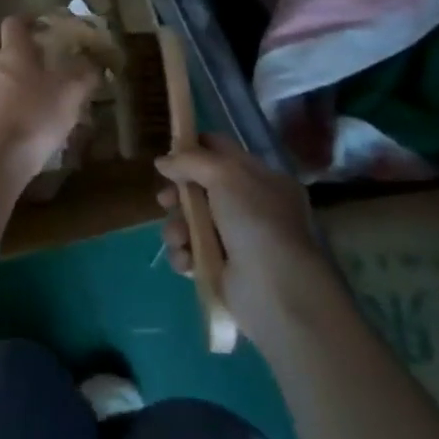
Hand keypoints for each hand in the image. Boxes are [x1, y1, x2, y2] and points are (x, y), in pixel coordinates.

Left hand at [0, 15, 98, 184]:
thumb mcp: (72, 92)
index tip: (37, 25)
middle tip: (12, 52)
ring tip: (2, 80)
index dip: (23, 20)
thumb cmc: (38, 113)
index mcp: (14, 53)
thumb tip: (92, 65)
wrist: (4, 154)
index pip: (12, 23)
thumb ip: (84, 75)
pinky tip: (1, 110)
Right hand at [156, 135, 337, 342]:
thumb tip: (162, 162)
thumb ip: (191, 161)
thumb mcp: (225, 175)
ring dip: (177, 227)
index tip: (168, 154)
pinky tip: (186, 260)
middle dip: (178, 194)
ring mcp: (236, 240)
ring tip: (179, 238)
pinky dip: (183, 254)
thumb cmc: (255, 221)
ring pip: (191, 222)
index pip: (223, 152)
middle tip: (165, 201)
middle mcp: (251, 207)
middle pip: (201, 188)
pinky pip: (191, 252)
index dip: (194, 149)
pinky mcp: (221, 270)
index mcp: (262, 180)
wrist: (276, 290)